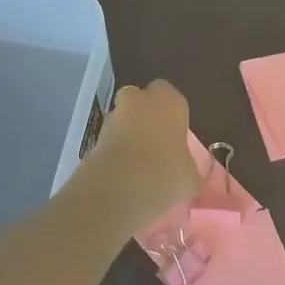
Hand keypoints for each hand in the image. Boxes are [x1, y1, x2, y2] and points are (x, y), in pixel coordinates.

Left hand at [77, 80, 200, 224]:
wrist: (121, 187)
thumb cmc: (168, 172)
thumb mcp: (191, 177)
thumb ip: (189, 170)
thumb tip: (189, 178)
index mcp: (168, 100)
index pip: (172, 97)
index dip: (173, 116)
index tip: (176, 137)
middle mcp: (138, 99)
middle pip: (142, 102)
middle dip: (146, 119)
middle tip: (156, 146)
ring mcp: (112, 116)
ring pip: (123, 120)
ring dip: (128, 136)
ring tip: (139, 166)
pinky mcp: (93, 137)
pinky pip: (109, 141)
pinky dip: (115, 152)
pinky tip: (124, 175)